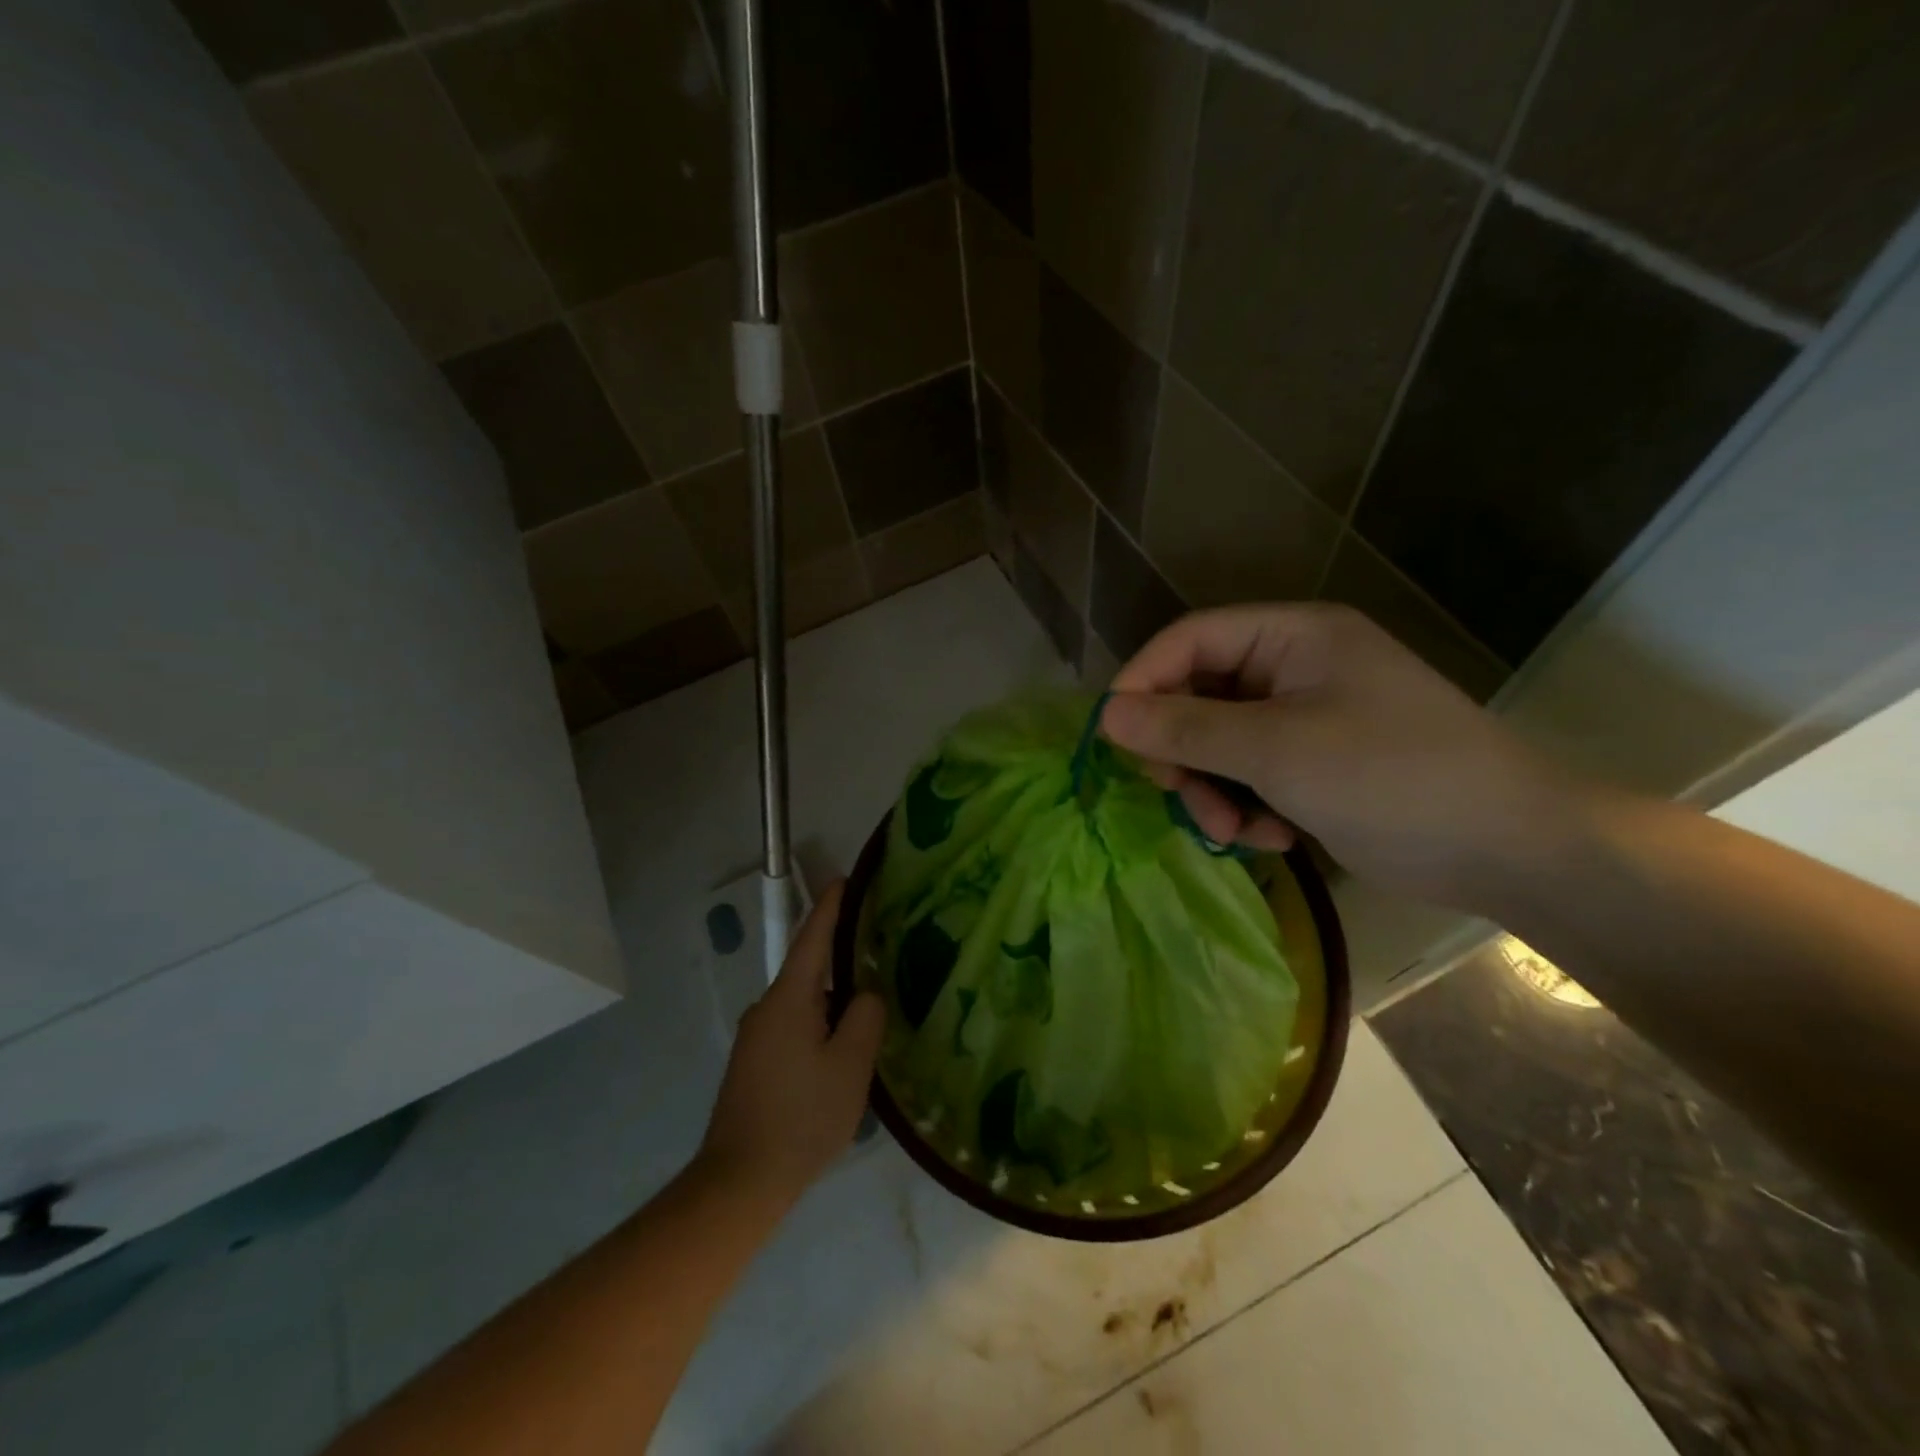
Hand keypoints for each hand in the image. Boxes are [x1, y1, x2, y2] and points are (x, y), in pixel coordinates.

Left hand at [696, 881, 884, 1207]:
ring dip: (832, 999)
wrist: (739, 1182)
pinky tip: (840, 1049)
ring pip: (803, 1003)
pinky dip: (819, 1024)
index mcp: (788, 999)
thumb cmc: (801, 1118)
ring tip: (867, 1007)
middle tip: (877, 951)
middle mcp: (766, 1008)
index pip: (811, 938)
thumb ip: (865, 1018)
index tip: (843, 879)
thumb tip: (864, 995)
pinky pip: (794, 1027)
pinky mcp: (753, 1063)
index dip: (829, 907)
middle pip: (808, 970)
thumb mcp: (850, 1066)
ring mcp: (756, 1037)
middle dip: (840, 958)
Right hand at [1101, 603, 1580, 910]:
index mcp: (1293, 636)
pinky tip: (1275, 837)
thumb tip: (1105, 715)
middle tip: (1177, 795)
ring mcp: (1305, 718)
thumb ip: (1186, 728)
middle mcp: (1294, 667)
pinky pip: (1249, 775)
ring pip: (1218, 743)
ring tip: (1234, 830)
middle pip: (1198, 694)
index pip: (1190, 639)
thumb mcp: (1277, 749)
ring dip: (1213, 789)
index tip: (1112, 736)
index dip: (1143, 680)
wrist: (1510, 849)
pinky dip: (1248, 807)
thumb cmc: (1393, 777)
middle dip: (1183, 751)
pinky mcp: (1314, 765)